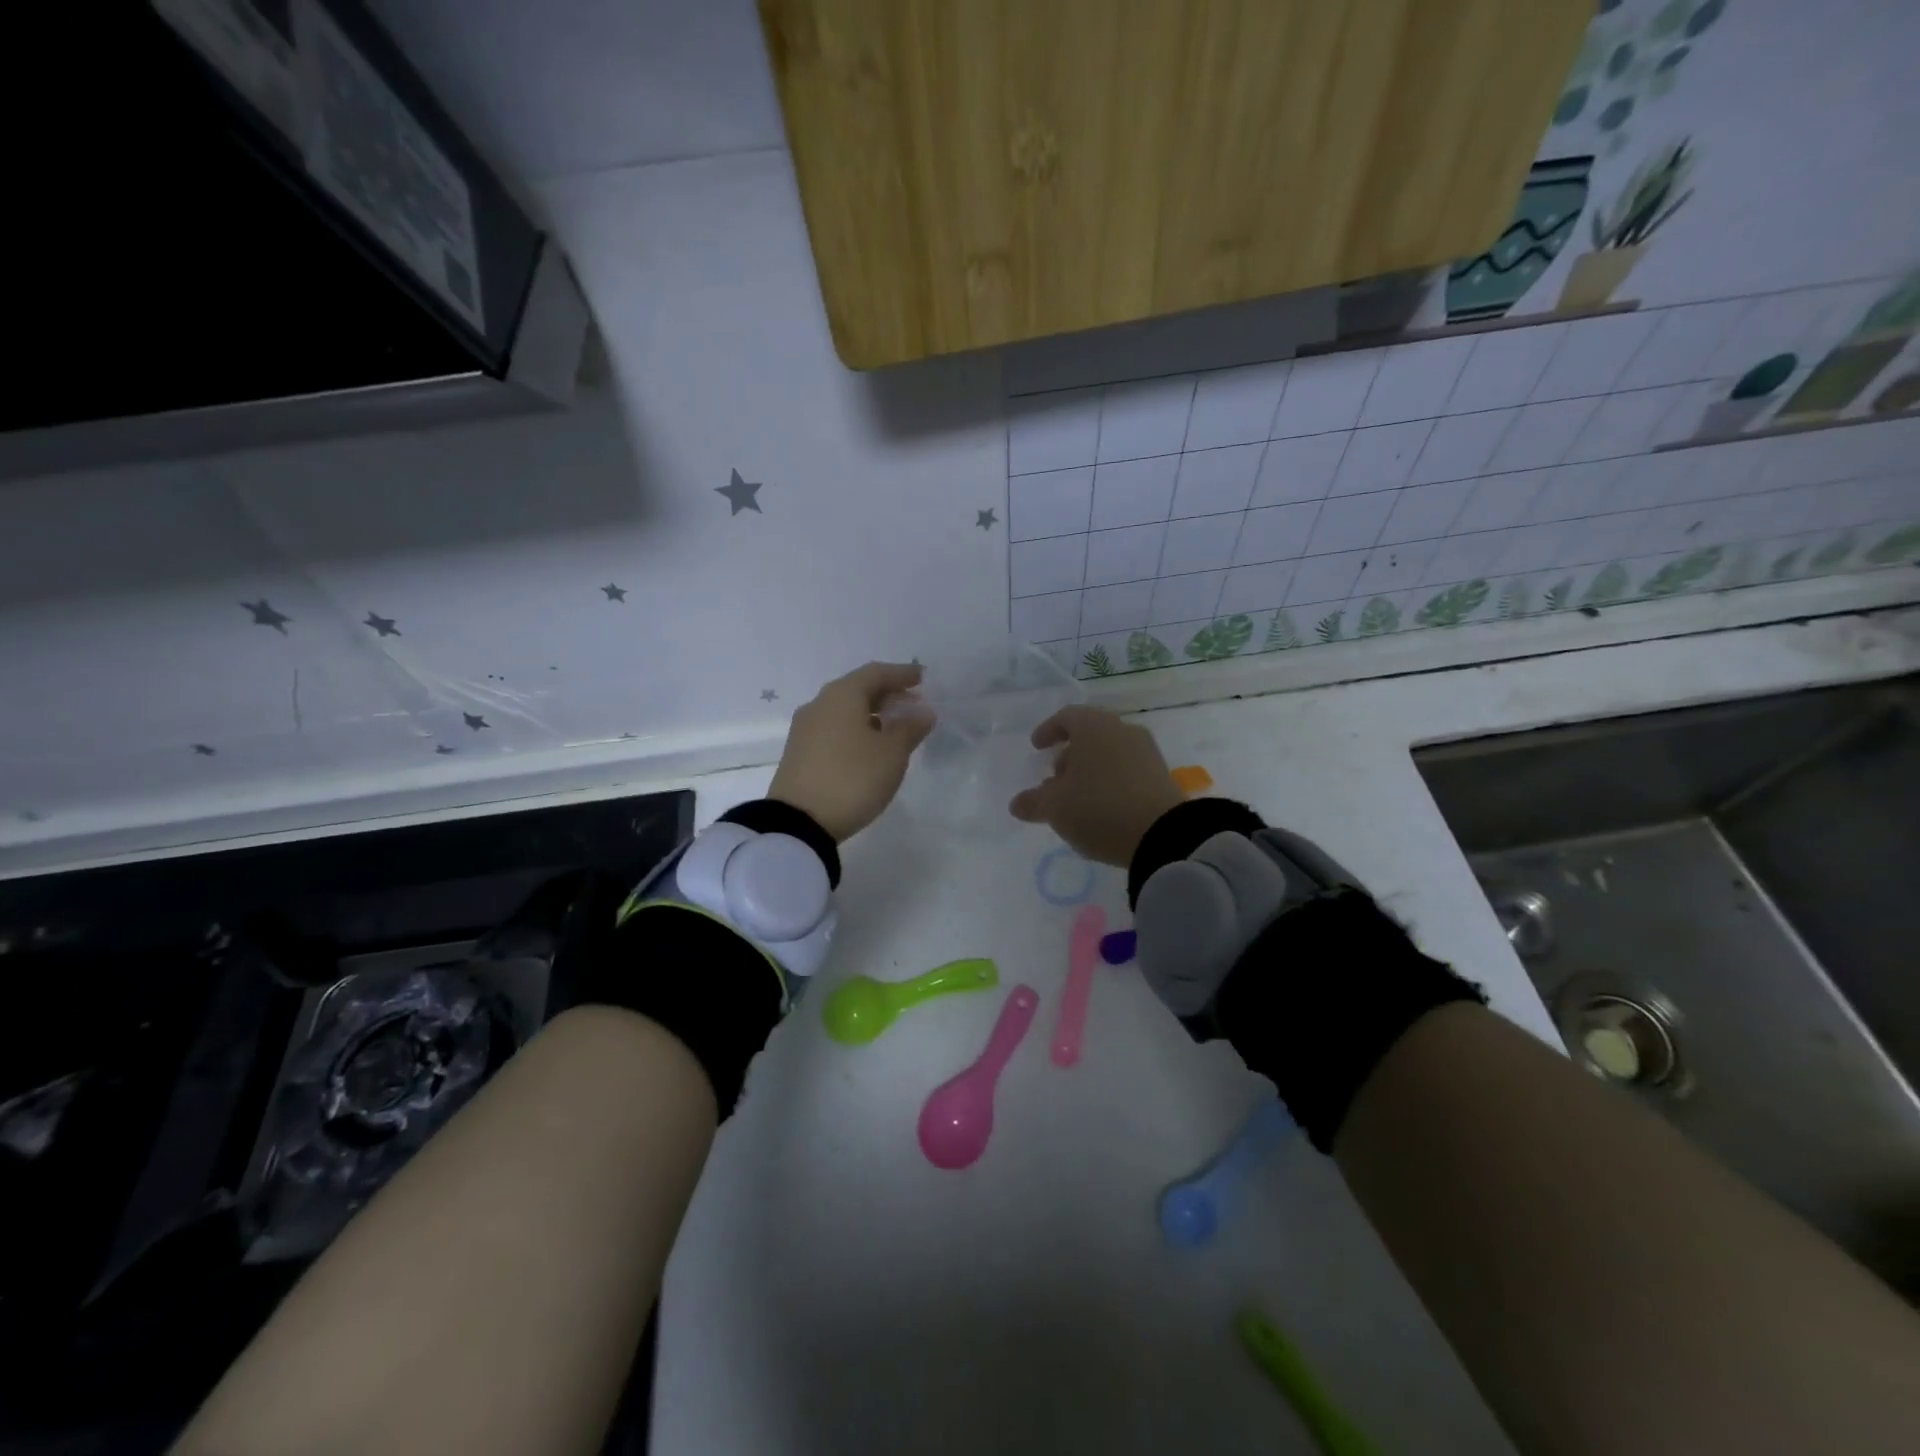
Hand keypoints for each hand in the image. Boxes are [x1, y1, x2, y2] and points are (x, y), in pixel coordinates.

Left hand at [769, 662, 935, 841]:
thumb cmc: (852, 778)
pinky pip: (834, 729)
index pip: (876, 673)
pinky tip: (871, 747)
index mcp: (842, 695)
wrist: (799, 822)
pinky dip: (857, 729)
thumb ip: (910, 728)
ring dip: (873, 713)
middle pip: (858, 689)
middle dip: (888, 694)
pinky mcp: (800, 753)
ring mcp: (805, 729)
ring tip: (897, 728)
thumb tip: (923, 711)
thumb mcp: (891, 754)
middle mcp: (820, 704)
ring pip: (845, 710)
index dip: (902, 674)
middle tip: (914, 705)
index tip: (923, 678)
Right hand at [1008, 706, 1183, 866]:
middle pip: (1090, 735)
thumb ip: (1033, 802)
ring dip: (1089, 771)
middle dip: (1069, 755)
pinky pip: (1127, 770)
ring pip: (1109, 753)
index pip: (1066, 717)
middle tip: (1054, 780)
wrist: (1163, 835)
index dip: (1048, 730)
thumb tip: (1017, 804)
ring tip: (1076, 799)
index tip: (1036, 746)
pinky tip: (1101, 808)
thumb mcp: (1055, 808)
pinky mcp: (1161, 776)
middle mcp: (1122, 731)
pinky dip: (1109, 782)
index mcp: (1093, 727)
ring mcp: (1146, 752)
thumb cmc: (1098, 808)